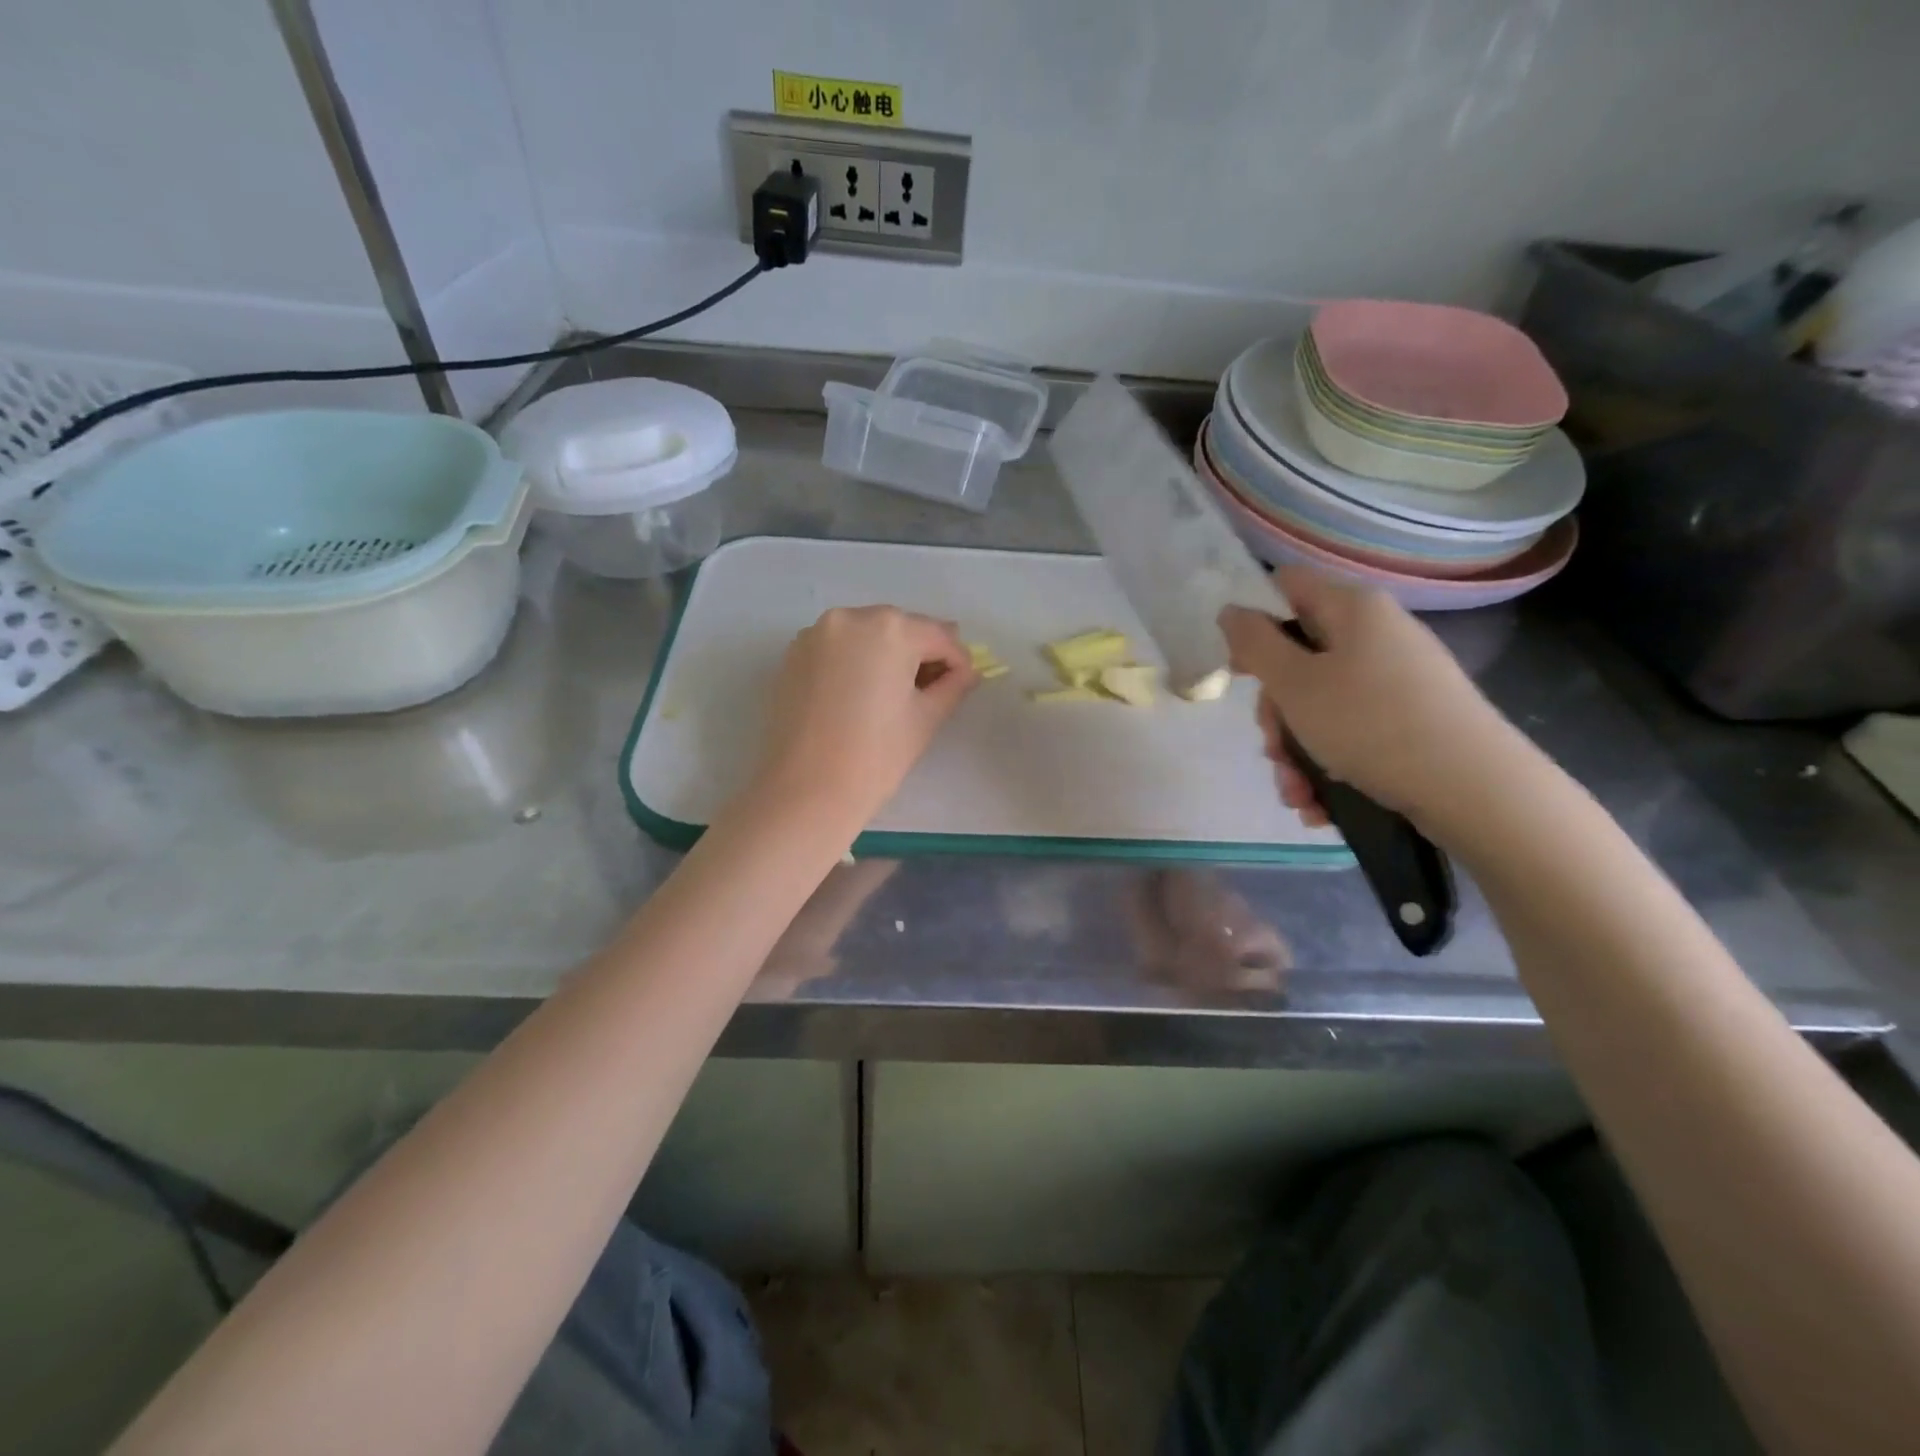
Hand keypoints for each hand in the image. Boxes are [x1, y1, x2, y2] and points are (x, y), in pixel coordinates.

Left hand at [748, 605, 976, 831]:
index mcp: (891, 629)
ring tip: (894, 693)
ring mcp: (817, 634)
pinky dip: (854, 661)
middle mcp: (851, 617)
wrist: (807, 789)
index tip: (963, 683)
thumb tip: (965, 672)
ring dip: (886, 655)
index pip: (939, 636)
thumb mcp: (926, 719)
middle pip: (900, 629)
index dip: (957, 661)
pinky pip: (837, 648)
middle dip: (920, 653)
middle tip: (931, 688)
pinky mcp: (794, 654)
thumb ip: (953, 685)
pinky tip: (860, 694)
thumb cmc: (876, 755)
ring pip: (866, 635)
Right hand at [1219, 566, 1515, 829]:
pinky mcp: (1411, 722)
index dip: (1254, 622)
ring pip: (1320, 707)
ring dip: (1296, 753)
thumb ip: (1254, 644)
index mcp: (1353, 609)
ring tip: (1298, 794)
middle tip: (1273, 750)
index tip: (1242, 671)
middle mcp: (1377, 636)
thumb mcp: (1295, 684)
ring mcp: (1397, 681)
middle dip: (1276, 714)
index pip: (1286, 587)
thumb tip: (1231, 611)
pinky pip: (1351, 734)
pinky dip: (1327, 767)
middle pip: (1299, 659)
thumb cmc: (1372, 724)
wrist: (1474, 790)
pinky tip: (1319, 804)